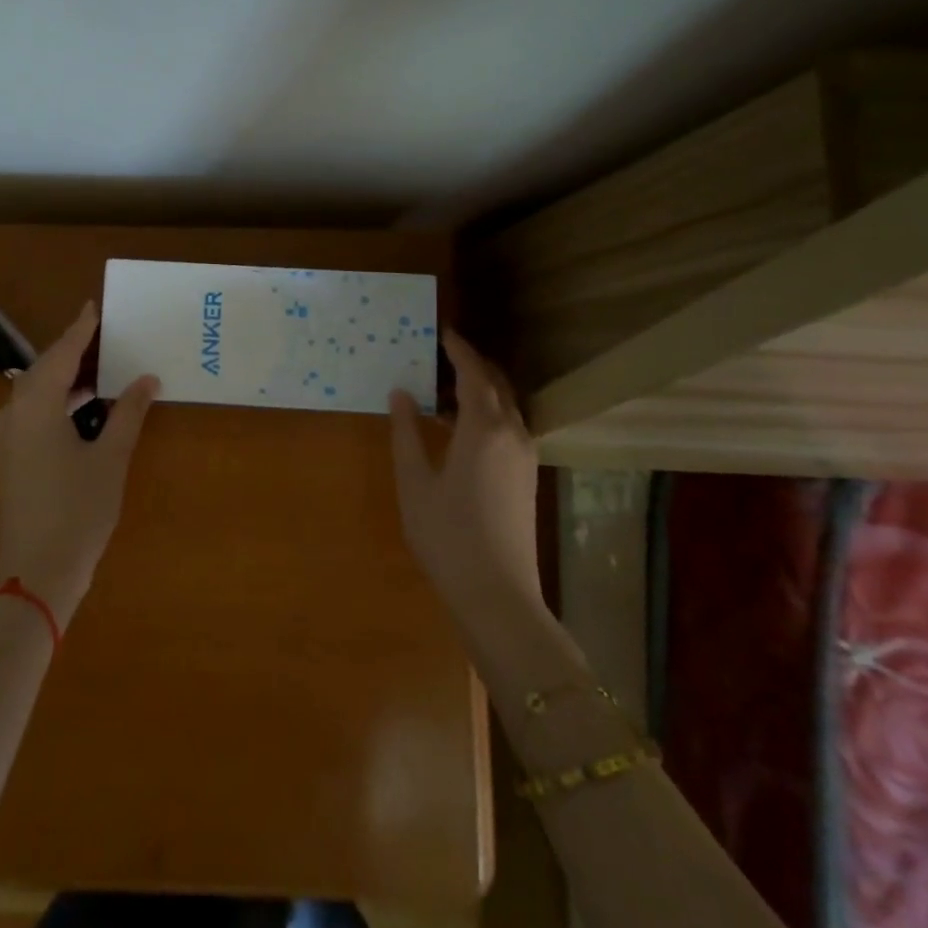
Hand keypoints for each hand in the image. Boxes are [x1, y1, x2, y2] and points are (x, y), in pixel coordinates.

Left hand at [0, 301, 160, 628]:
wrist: (35, 576)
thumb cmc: (77, 511)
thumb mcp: (110, 458)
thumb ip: (129, 412)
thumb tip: (148, 378)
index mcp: (35, 404)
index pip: (62, 352)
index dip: (81, 329)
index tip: (96, 306)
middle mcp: (13, 412)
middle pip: (46, 368)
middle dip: (76, 350)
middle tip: (110, 335)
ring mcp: (6, 436)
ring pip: (37, 390)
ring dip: (68, 376)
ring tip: (105, 366)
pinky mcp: (9, 456)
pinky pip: (33, 410)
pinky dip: (59, 399)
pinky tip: (85, 403)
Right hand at [390, 329, 546, 629]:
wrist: (498, 596)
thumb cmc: (447, 536)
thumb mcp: (415, 482)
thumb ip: (406, 433)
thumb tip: (400, 393)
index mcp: (484, 429)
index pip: (473, 374)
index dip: (458, 350)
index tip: (441, 331)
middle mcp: (512, 434)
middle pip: (496, 385)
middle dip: (472, 364)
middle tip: (442, 353)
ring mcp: (525, 457)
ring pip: (506, 407)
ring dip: (480, 389)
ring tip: (444, 389)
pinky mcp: (527, 478)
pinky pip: (509, 427)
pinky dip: (487, 413)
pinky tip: (459, 428)